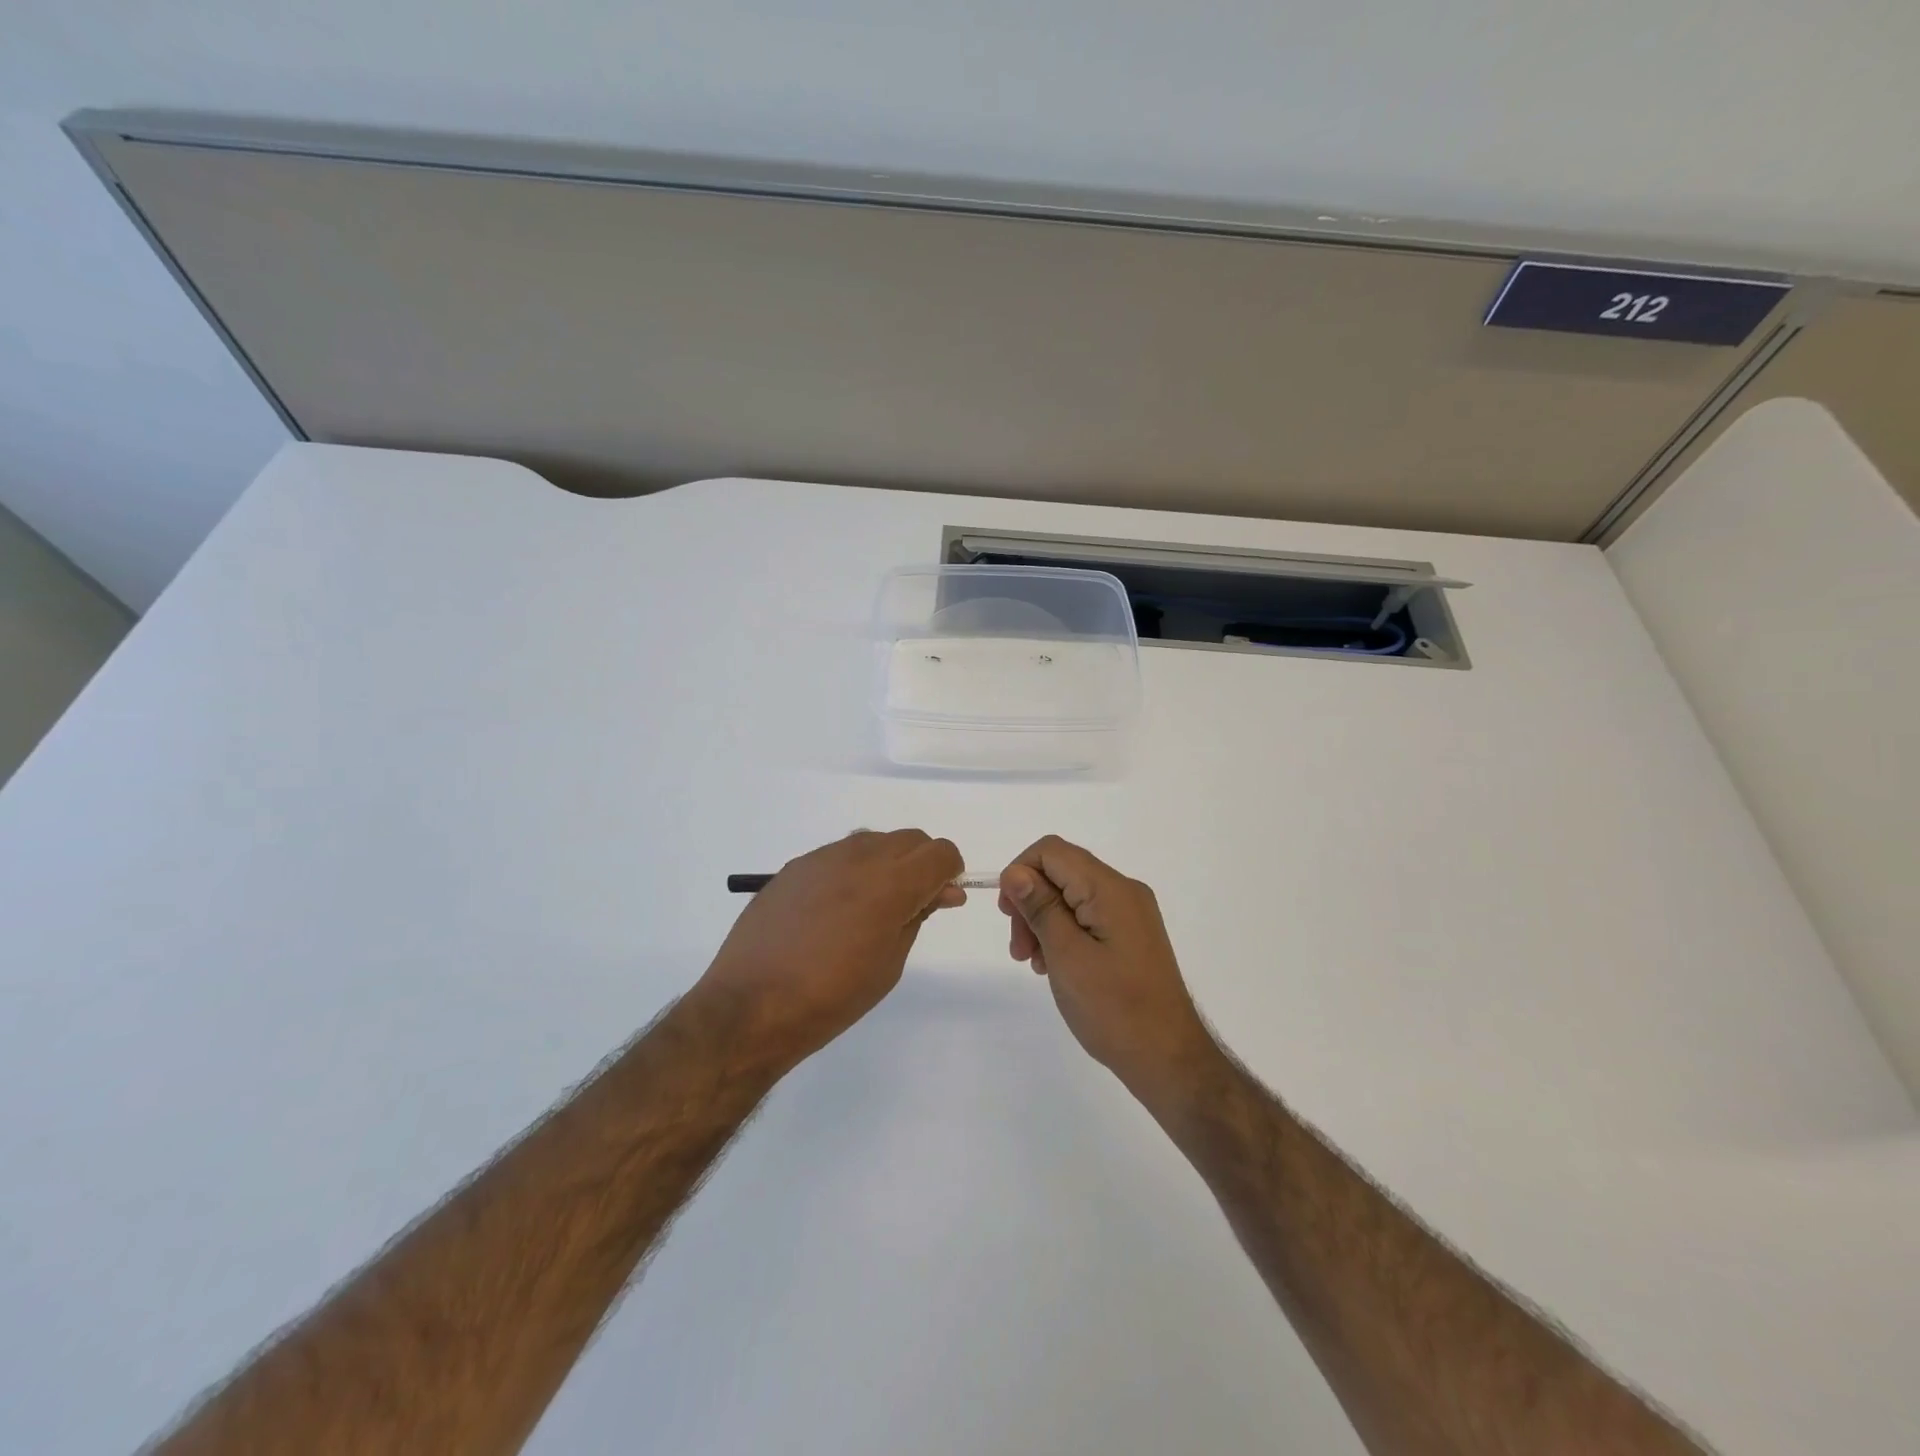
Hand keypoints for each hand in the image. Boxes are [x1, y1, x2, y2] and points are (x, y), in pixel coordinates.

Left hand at [692, 829, 964, 1076]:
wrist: (750, 1005)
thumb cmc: (831, 997)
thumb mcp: (889, 964)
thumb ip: (918, 917)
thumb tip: (943, 891)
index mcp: (890, 884)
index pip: (940, 853)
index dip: (950, 873)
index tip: (942, 899)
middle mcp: (859, 858)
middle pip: (911, 839)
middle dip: (922, 864)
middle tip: (912, 905)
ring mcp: (823, 857)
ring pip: (875, 841)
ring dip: (888, 863)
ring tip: (871, 908)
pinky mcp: (796, 866)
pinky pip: (840, 854)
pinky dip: (853, 869)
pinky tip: (835, 909)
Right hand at [999, 836, 1218, 1107]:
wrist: (1168, 1059)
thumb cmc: (1114, 1008)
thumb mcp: (1066, 955)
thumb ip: (1040, 907)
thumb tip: (1015, 872)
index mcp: (1110, 889)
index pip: (1052, 851)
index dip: (1020, 873)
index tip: (1007, 915)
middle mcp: (1124, 891)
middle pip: (1061, 872)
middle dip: (1030, 902)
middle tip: (1019, 950)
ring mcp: (1131, 913)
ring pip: (1071, 895)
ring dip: (1043, 921)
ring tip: (1035, 963)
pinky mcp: (1131, 934)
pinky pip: (1087, 916)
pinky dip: (1064, 933)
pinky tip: (1055, 967)